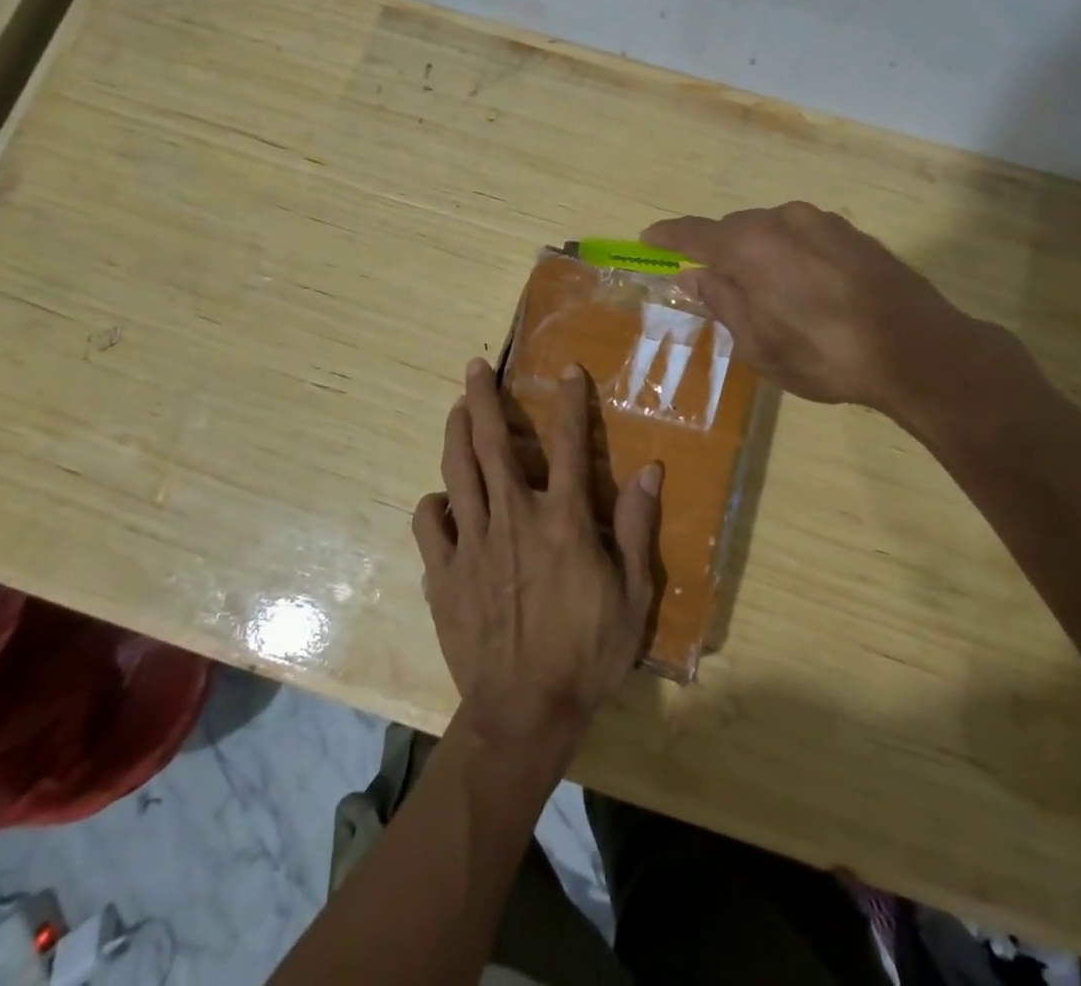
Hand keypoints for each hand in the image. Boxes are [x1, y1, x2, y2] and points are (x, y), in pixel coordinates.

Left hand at [413, 359, 661, 749]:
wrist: (525, 712)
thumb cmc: (587, 652)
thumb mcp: (632, 594)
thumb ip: (635, 526)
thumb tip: (651, 470)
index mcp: (562, 520)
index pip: (567, 445)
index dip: (570, 402)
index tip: (568, 370)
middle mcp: (513, 518)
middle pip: (493, 444)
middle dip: (485, 399)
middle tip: (474, 368)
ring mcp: (473, 543)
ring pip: (457, 472)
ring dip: (455, 433)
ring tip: (456, 409)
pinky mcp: (444, 573)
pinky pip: (429, 525)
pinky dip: (433, 504)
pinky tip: (441, 500)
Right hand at [643, 202, 1023, 441]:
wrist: (918, 350)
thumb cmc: (824, 354)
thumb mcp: (758, 344)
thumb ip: (721, 302)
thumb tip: (694, 277)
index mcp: (751, 246)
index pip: (694, 233)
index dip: (667, 237)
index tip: (647, 240)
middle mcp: (783, 220)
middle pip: (734, 229)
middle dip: (717, 252)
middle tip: (712, 286)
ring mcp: (823, 222)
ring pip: (771, 231)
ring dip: (757, 254)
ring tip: (764, 295)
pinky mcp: (853, 233)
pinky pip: (803, 236)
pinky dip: (789, 255)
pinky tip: (804, 289)